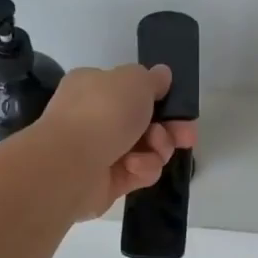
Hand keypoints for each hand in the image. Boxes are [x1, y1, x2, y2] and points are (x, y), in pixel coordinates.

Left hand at [40, 64, 197, 219]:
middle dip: (169, 129)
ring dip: (158, 148)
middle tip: (186, 136)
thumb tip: (162, 75)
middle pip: (145, 122)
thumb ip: (153, 79)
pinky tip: (133, 166)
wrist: (71, 164)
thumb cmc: (103, 111)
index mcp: (94, 86)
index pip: (132, 90)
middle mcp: (95, 117)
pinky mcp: (107, 181)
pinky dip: (142, 168)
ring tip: (154, 148)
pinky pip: (138, 172)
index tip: (181, 108)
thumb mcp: (135, 80)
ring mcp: (100, 151)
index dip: (160, 98)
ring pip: (147, 149)